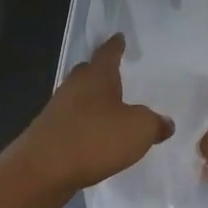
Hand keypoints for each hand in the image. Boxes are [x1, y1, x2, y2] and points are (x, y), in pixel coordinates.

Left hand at [0, 34, 172, 207]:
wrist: (41, 170)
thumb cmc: (94, 139)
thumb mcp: (137, 130)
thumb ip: (154, 123)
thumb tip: (165, 123)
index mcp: (96, 76)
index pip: (108, 52)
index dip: (116, 45)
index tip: (119, 37)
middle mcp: (74, 86)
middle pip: (88, 72)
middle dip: (101, 72)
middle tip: (116, 74)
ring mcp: (57, 109)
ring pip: (78, 97)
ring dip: (92, 102)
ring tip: (109, 109)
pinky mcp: (48, 133)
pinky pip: (72, 122)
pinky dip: (84, 125)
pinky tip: (94, 138)